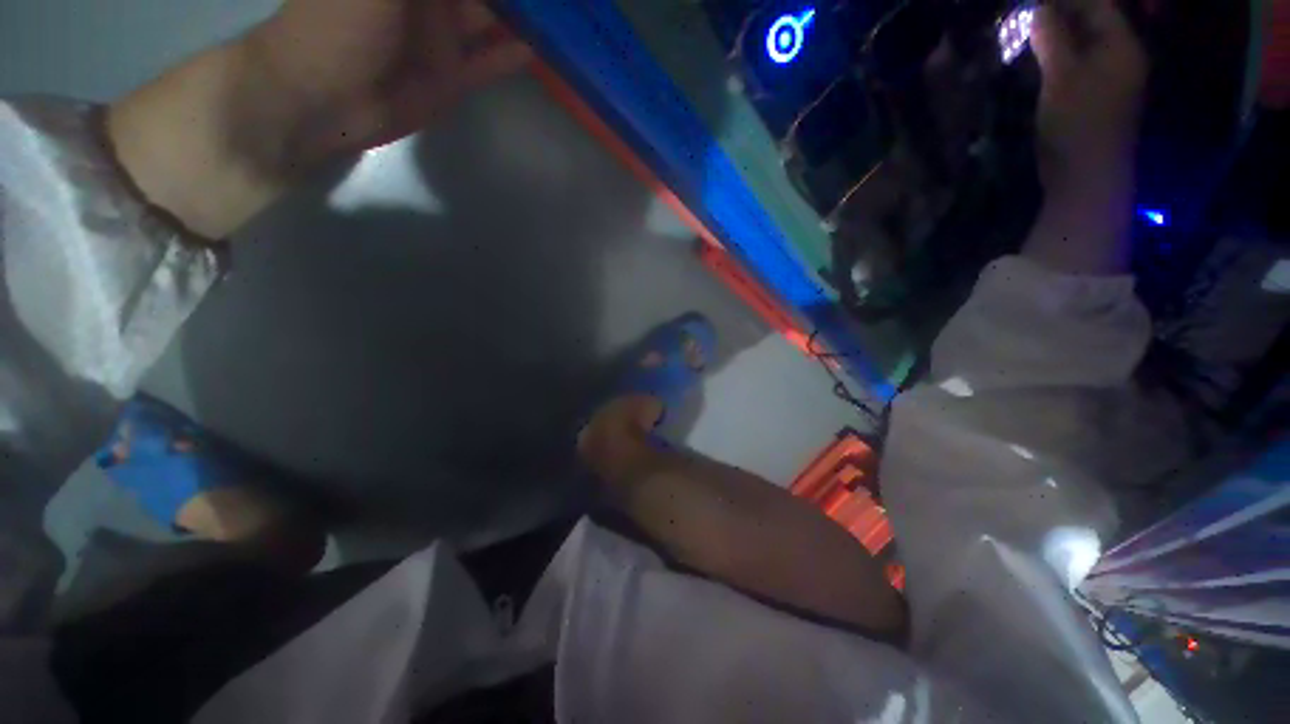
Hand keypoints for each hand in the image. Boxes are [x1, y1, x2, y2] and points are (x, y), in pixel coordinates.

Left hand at [248, 0, 531, 162]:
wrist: (328, 97)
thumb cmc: (340, 23)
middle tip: (557, 0)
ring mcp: (442, 38)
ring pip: (489, 19)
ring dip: (520, 16)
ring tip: (558, 18)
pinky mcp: (452, 76)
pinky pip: (489, 62)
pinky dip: (511, 56)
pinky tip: (539, 50)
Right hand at [1032, 0, 1147, 182]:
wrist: (1086, 179)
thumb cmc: (1077, 126)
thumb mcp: (1061, 78)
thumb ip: (1052, 38)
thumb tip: (1038, 7)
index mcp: (1121, 45)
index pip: (1097, 4)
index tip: (1032, 2)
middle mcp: (1121, 55)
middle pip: (1092, 21)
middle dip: (1060, 13)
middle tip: (1026, 15)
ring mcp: (1110, 78)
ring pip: (1083, 43)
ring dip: (1057, 35)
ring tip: (1028, 34)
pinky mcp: (1095, 97)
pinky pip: (1078, 63)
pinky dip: (1058, 56)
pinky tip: (1039, 60)